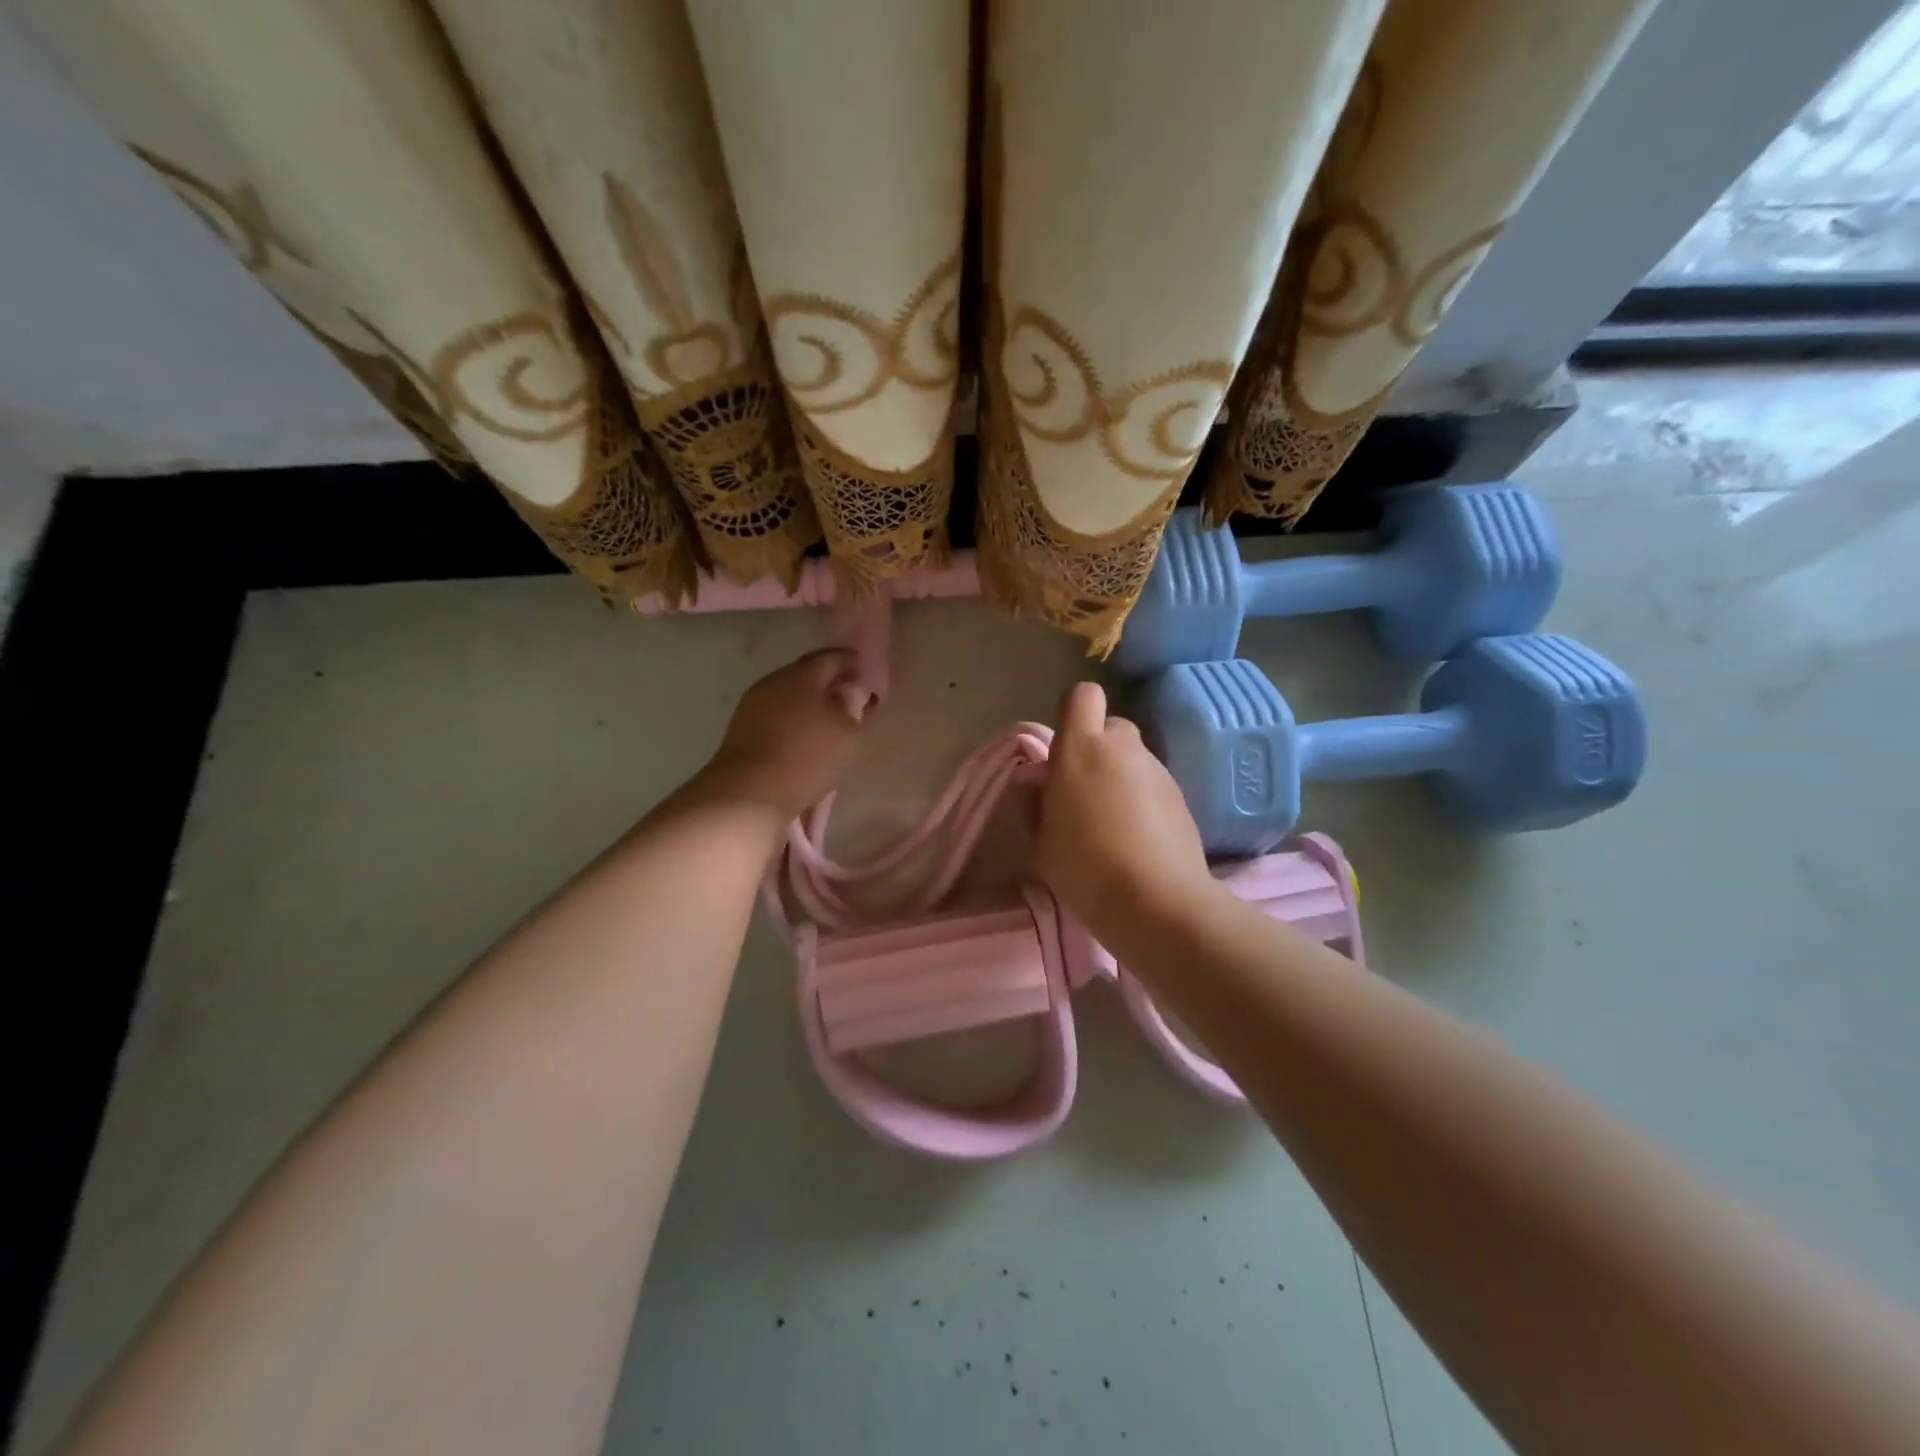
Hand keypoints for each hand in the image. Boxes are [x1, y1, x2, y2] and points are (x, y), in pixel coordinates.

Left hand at [692, 649, 869, 819]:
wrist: (749, 793)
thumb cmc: (808, 757)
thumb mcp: (849, 734)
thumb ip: (855, 708)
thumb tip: (852, 692)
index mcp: (801, 675)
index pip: (831, 657)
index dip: (852, 663)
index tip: (867, 675)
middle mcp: (773, 681)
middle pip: (806, 675)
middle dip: (829, 684)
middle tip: (850, 699)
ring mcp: (752, 705)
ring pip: (788, 696)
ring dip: (809, 704)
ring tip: (828, 722)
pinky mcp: (740, 729)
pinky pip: (775, 716)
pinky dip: (792, 720)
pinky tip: (802, 738)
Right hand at [1033, 681, 1213, 934]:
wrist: (1156, 902)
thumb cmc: (1084, 867)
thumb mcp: (1041, 842)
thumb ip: (1034, 802)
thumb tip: (1034, 779)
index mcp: (1081, 748)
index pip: (1082, 697)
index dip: (1073, 714)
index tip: (1063, 750)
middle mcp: (1123, 748)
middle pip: (1112, 727)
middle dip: (1098, 749)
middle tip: (1084, 791)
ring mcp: (1158, 770)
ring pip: (1134, 758)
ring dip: (1121, 777)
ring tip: (1112, 824)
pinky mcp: (1182, 796)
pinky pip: (1153, 785)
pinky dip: (1143, 800)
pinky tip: (1137, 839)